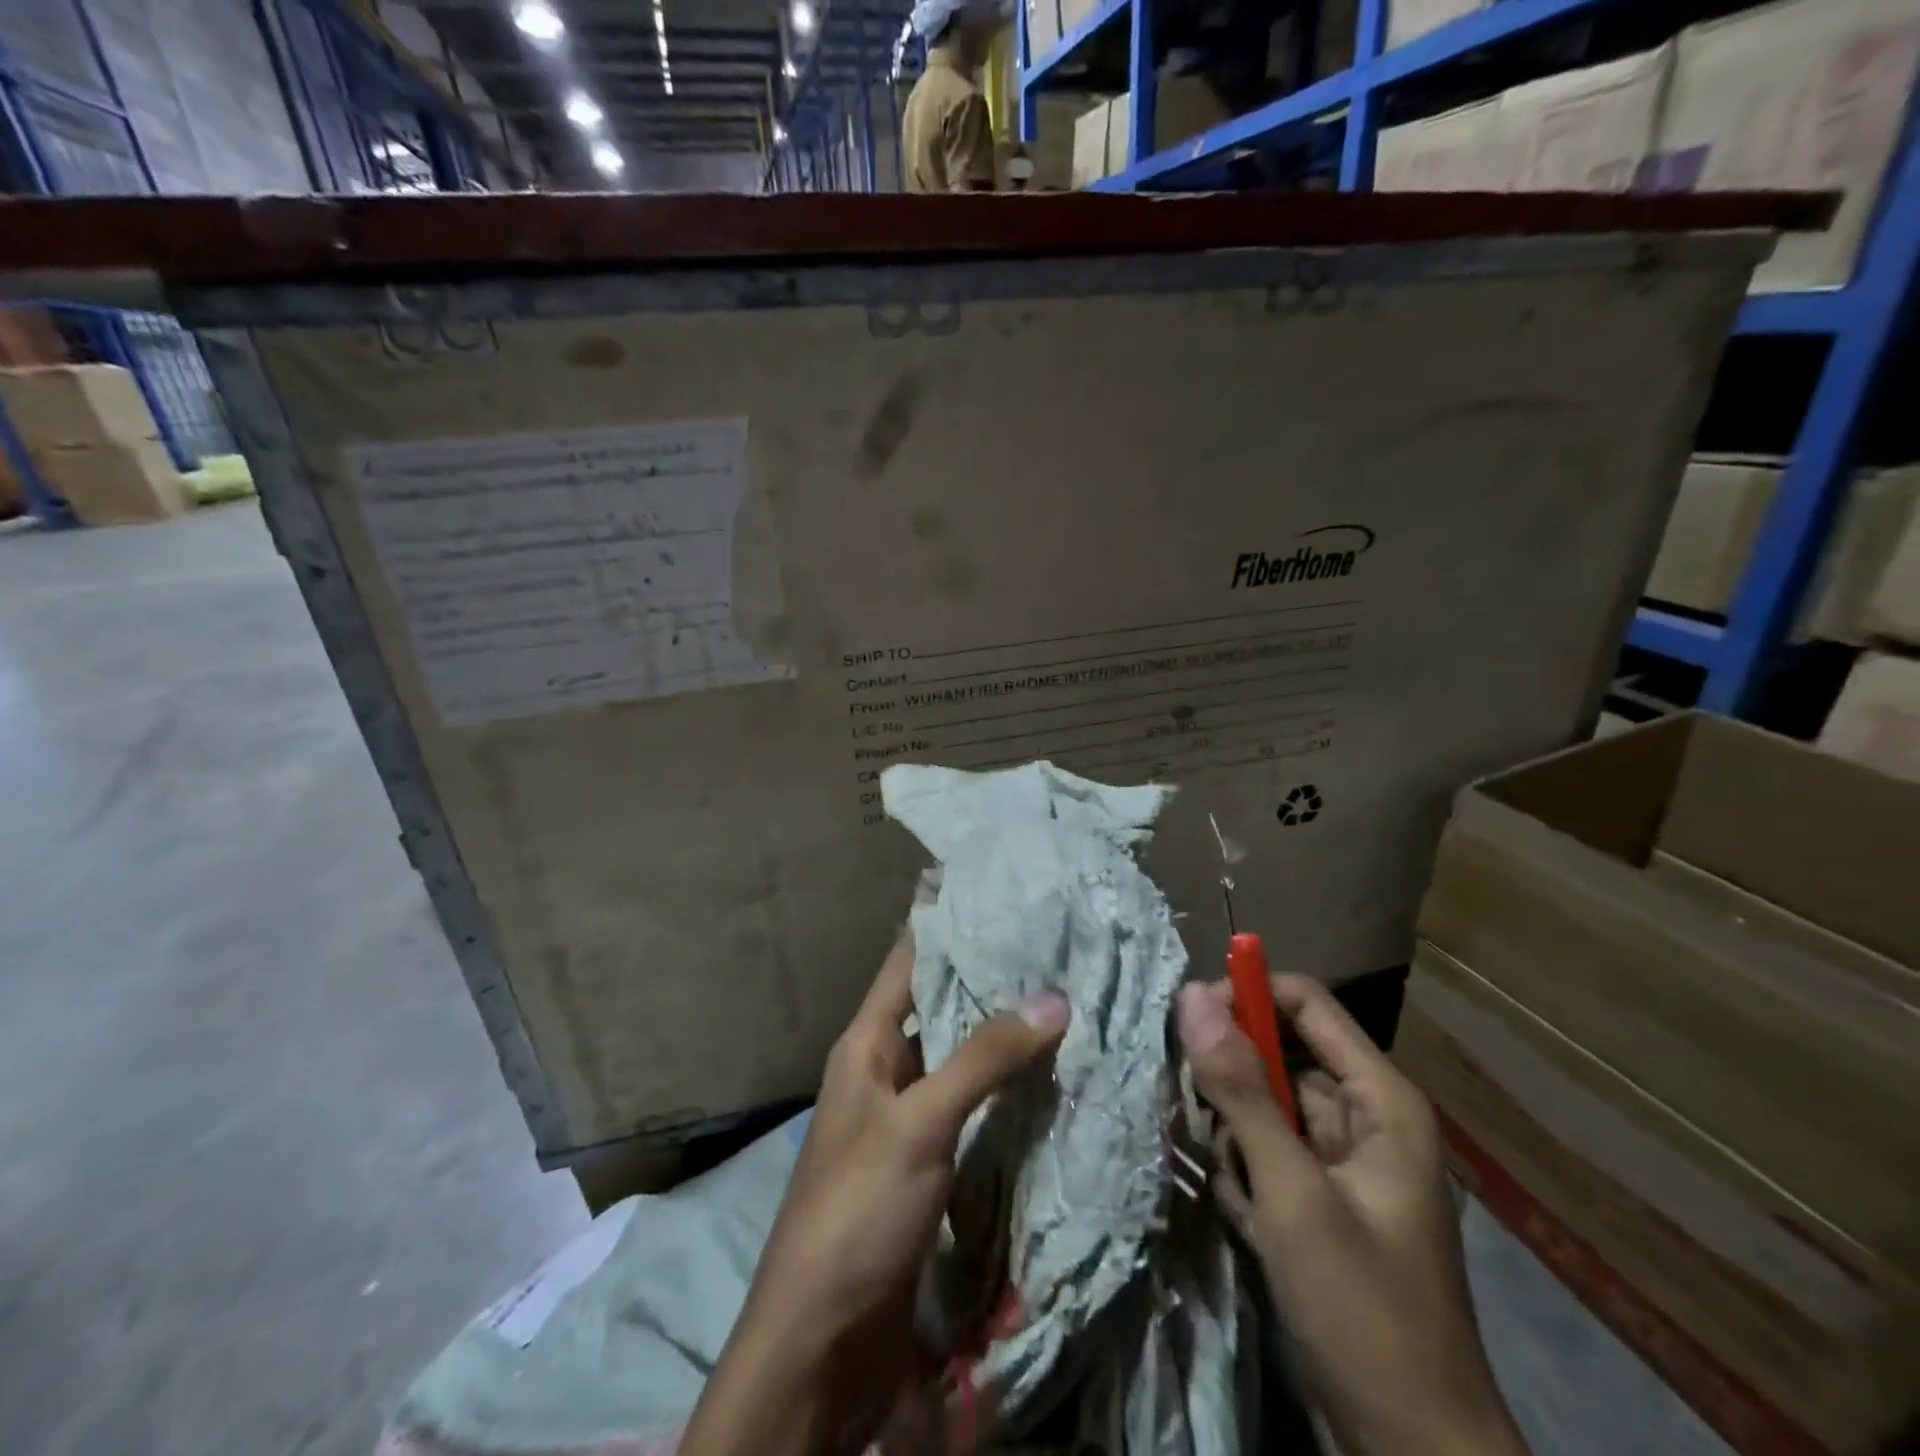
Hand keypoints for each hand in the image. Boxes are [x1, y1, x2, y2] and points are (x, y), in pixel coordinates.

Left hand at [679, 934, 1070, 1455]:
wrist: (822, 1345)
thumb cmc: (857, 1210)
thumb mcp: (918, 1124)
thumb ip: (983, 1059)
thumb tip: (1053, 997)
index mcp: (866, 1043)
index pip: (908, 960)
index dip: (948, 923)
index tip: (1001, 892)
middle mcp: (886, 1068)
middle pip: (941, 1006)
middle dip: (992, 980)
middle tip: (1057, 947)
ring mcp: (909, 1117)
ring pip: (962, 1058)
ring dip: (1004, 1036)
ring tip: (1068, 999)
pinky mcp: (930, 1162)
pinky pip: (973, 1108)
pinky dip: (1006, 1090)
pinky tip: (1052, 1077)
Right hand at [1176, 975, 1528, 1455]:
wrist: (1412, 1454)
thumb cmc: (1363, 1310)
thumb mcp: (1293, 1193)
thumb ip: (1241, 1090)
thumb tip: (1192, 996)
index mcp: (1380, 1101)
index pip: (1306, 1003)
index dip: (1247, 996)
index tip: (1188, 1020)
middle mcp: (1364, 1119)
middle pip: (1280, 1055)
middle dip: (1233, 1079)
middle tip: (1199, 1111)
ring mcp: (1342, 1164)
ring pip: (1266, 1107)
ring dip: (1235, 1136)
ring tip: (1236, 1185)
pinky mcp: (1321, 1203)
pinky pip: (1268, 1154)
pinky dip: (1246, 1175)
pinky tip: (1248, 1220)